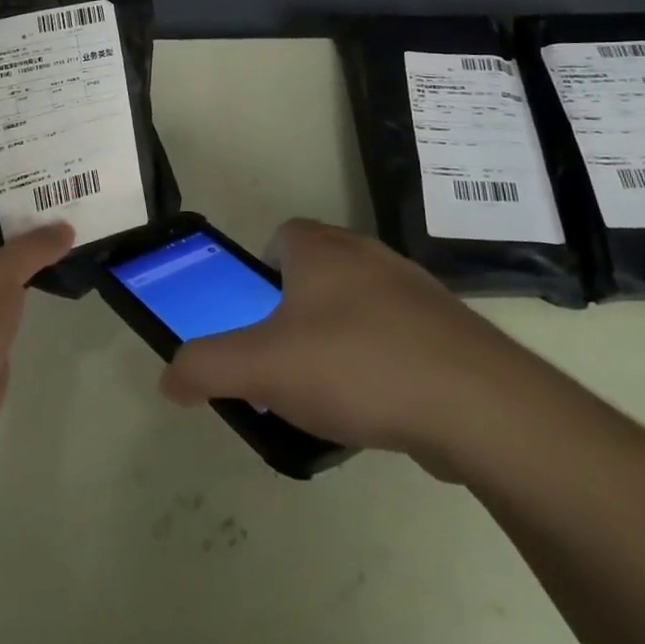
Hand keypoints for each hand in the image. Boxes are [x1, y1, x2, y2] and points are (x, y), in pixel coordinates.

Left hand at [0, 189, 73, 438]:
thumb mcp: (1, 272)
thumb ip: (35, 246)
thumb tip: (65, 228)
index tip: (2, 191)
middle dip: (3, 224)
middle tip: (43, 209)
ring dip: (17, 257)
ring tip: (55, 239)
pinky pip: (1, 300)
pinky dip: (21, 287)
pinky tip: (50, 278)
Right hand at [159, 220, 538, 475]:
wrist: (476, 404)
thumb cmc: (355, 364)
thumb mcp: (262, 367)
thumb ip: (206, 366)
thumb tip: (168, 378)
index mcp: (321, 248)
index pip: (281, 235)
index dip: (262, 270)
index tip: (257, 316)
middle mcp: (368, 254)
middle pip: (319, 270)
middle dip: (296, 310)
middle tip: (284, 360)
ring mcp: (415, 290)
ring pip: (360, 304)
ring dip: (340, 337)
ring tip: (329, 393)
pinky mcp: (449, 330)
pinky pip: (399, 337)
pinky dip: (382, 362)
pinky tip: (380, 407)